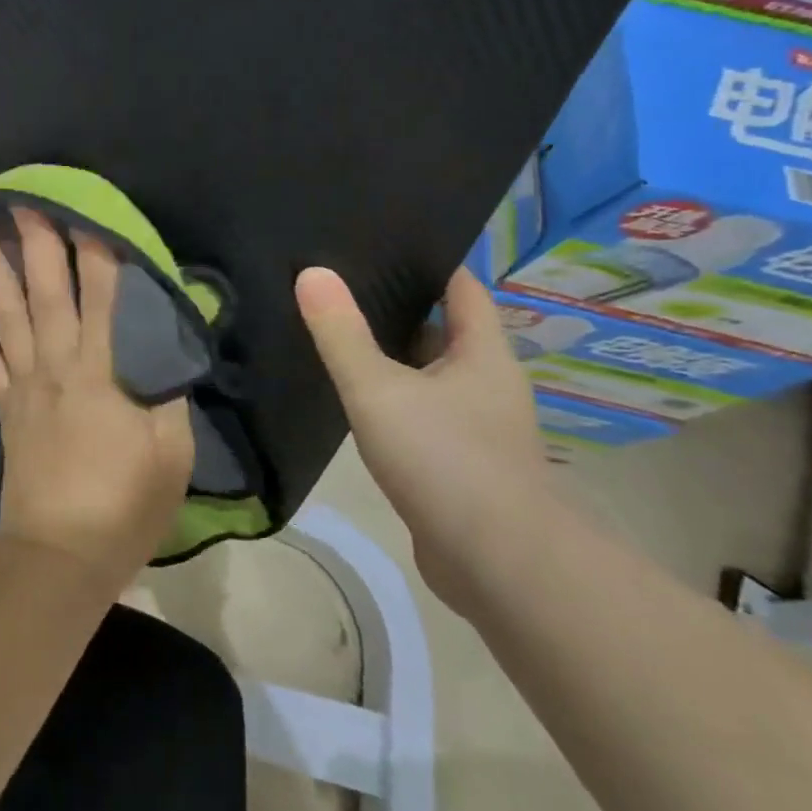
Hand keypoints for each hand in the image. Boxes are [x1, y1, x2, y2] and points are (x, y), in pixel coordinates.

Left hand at [0, 209, 195, 590]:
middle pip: (44, 292)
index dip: (98, 251)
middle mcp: (56, 365)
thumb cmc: (125, 505)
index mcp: (101, 373)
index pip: (104, 298)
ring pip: (3, 313)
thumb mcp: (171, 452)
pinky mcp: (3, 405)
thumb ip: (170, 392)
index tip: (88, 208)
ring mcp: (23, 383)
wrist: (62, 556)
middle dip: (34, 240)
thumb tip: (170, 344)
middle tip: (19, 195)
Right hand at [295, 264, 555, 613]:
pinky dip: (393, 401)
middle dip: (397, 309)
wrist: (499, 567)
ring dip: (392, 359)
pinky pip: (423, 415)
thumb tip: (312, 273)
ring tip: (336, 335)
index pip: (461, 287)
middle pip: (442, 330)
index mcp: (482, 354)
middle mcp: (487, 383)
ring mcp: (477, 427)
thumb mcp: (379, 389)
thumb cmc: (445, 460)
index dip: (428, 262)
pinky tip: (354, 401)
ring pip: (428, 376)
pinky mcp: (462, 465)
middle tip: (339, 286)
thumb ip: (342, 333)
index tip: (382, 243)